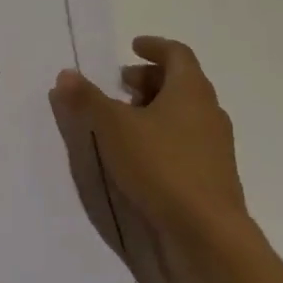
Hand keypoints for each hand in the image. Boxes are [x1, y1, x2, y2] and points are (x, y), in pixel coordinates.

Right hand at [49, 37, 247, 267]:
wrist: (208, 235)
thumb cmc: (161, 166)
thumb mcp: (113, 128)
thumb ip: (87, 99)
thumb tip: (66, 73)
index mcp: (191, 89)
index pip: (177, 53)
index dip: (154, 47)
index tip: (132, 47)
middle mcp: (209, 111)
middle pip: (181, 82)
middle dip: (149, 80)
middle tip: (120, 86)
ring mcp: (216, 146)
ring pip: (184, 113)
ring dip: (156, 109)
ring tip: (125, 121)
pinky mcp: (214, 176)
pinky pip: (188, 141)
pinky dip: (164, 136)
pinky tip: (141, 155)